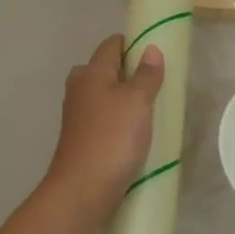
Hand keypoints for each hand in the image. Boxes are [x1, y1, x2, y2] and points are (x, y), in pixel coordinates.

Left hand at [45, 34, 164, 220]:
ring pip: (104, 96)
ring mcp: (77, 115)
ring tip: (151, 110)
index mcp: (91, 72)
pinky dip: (118, 120)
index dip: (133, 44)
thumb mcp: (137, 102)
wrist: (83, 189)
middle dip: (129, 72)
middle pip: (105, 69)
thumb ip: (146, 75)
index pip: (111, 44)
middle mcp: (79, 88)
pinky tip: (134, 133)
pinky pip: (103, 119)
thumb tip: (150, 49)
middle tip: (157, 85)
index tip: (157, 54)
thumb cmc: (112, 138)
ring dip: (124, 99)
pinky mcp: (81, 139)